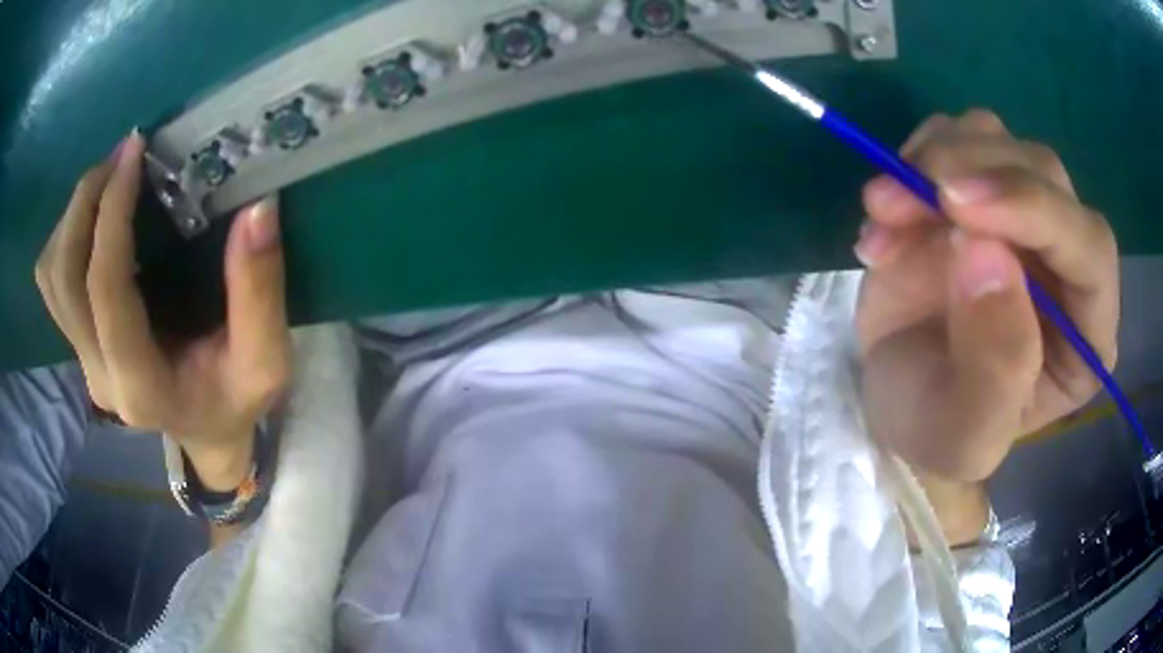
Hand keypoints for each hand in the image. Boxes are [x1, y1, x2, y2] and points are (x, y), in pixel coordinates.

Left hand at [34, 131, 290, 489]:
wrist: (206, 432)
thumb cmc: (235, 400)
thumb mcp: (266, 360)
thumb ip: (260, 292)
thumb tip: (257, 208)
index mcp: (140, 386)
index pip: (105, 289)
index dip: (112, 214)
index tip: (136, 153)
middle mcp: (98, 374)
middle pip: (63, 277)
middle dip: (85, 203)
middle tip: (122, 155)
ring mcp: (83, 361)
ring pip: (50, 277)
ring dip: (72, 216)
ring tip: (109, 177)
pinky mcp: (79, 345)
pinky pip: (53, 282)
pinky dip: (66, 236)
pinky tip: (97, 214)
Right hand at [855, 110, 1118, 483]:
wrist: (894, 399)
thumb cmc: (937, 430)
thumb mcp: (963, 434)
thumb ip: (994, 369)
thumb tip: (985, 254)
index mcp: (1087, 334)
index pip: (1091, 248)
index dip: (1035, 211)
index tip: (957, 209)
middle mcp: (1068, 263)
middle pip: (1044, 174)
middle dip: (972, 173)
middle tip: (897, 200)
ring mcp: (1023, 217)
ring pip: (997, 139)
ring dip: (935, 161)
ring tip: (883, 213)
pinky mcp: (980, 191)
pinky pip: (955, 137)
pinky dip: (913, 159)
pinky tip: (888, 212)